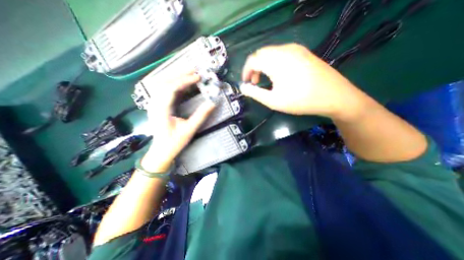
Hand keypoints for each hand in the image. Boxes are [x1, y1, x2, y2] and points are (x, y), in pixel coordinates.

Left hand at [142, 71, 214, 172]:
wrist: (161, 150)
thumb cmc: (174, 142)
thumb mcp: (189, 130)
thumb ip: (201, 115)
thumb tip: (213, 103)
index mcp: (161, 110)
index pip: (170, 89)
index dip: (184, 80)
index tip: (197, 77)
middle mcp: (154, 104)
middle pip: (165, 82)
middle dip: (180, 74)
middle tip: (194, 70)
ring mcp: (153, 104)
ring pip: (162, 84)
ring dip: (176, 76)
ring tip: (189, 73)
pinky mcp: (156, 105)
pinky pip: (163, 89)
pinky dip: (173, 83)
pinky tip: (181, 82)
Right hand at [243, 43, 366, 119]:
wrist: (334, 96)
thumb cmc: (300, 100)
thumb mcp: (273, 101)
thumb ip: (255, 93)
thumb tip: (243, 87)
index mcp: (276, 61)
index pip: (252, 60)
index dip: (245, 71)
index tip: (245, 83)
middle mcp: (285, 50)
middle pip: (261, 54)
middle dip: (254, 68)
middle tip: (255, 82)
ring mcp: (296, 49)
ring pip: (271, 53)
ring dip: (263, 65)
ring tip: (265, 79)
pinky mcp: (303, 52)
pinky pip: (281, 53)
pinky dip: (273, 62)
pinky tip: (278, 74)